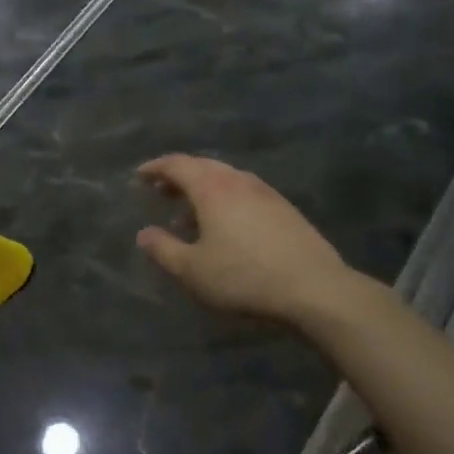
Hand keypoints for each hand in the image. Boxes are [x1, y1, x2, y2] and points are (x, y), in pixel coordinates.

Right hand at [135, 155, 358, 328]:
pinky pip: (244, 192)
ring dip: (202, 190)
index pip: (177, 165)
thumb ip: (163, 249)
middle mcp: (238, 180)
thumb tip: (144, 233)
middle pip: (202, 167)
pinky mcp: (284, 208)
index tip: (139, 176)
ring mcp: (265, 192)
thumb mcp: (193, 270)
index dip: (155, 168)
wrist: (314, 288)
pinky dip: (225, 200)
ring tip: (188, 215)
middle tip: (160, 190)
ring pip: (225, 179)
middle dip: (178, 176)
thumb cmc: (244, 277)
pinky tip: (225, 227)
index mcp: (212, 187)